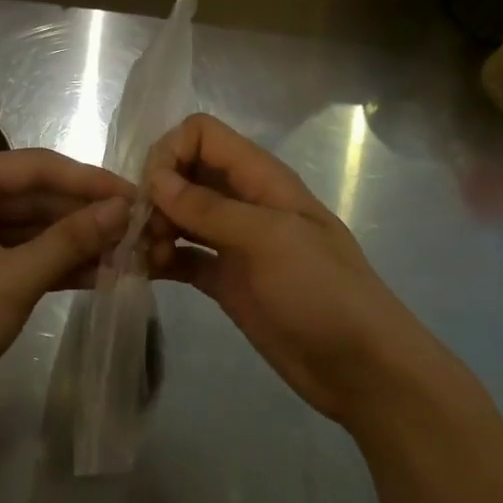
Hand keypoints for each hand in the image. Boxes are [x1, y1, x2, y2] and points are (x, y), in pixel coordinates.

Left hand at [0, 148, 132, 429]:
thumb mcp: (17, 277)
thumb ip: (72, 239)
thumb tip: (124, 209)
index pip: (38, 166)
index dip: (92, 182)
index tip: (139, 196)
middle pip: (35, 196)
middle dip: (86, 217)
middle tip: (139, 230)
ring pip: (30, 226)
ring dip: (75, 242)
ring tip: (129, 253)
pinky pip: (18, 251)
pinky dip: (53, 263)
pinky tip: (99, 273)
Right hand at [146, 114, 440, 429]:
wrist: (360, 368)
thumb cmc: (323, 292)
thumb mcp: (269, 239)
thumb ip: (209, 208)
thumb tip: (155, 180)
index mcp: (261, 179)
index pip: (202, 135)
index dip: (170, 152)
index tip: (153, 191)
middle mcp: (243, 202)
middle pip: (185, 172)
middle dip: (155, 192)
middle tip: (142, 230)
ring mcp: (233, 242)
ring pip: (179, 215)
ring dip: (154, 227)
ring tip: (145, 257)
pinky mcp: (225, 280)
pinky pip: (182, 256)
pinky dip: (160, 259)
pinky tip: (143, 272)